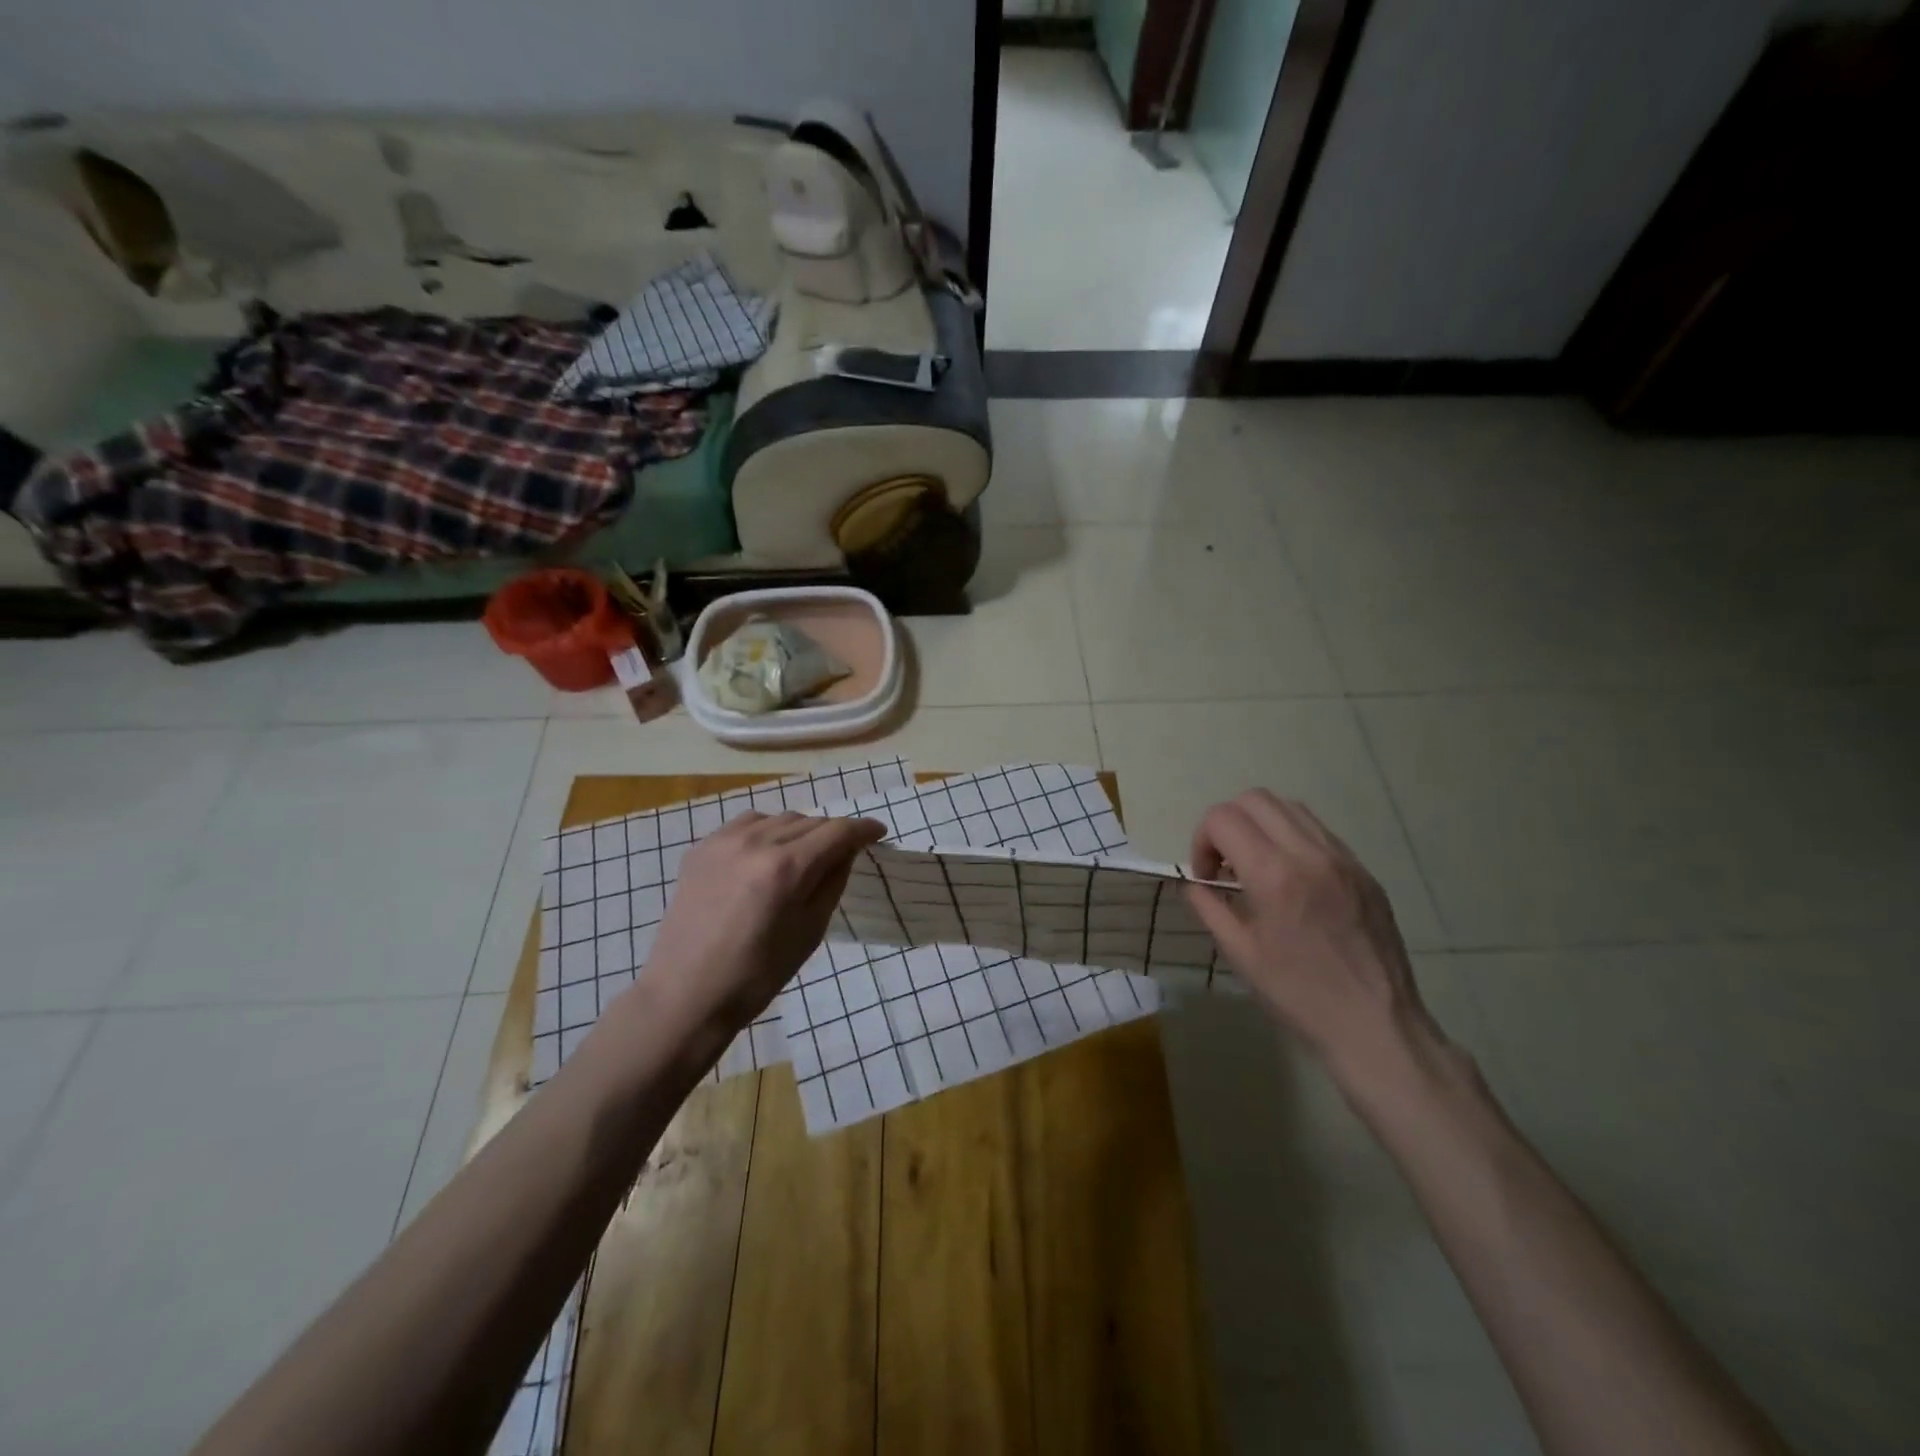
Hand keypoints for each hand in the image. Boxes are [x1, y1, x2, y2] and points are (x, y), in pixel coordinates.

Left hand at [641, 811, 885, 1043]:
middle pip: (809, 821)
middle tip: (843, 854)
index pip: (837, 831)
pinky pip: (746, 825)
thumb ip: (833, 881)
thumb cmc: (758, 974)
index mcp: (787, 867)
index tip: (878, 832)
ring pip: (778, 818)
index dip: (863, 829)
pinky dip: (766, 832)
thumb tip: (848, 850)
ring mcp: (724, 842)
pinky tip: (766, 854)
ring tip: (804, 854)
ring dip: (800, 830)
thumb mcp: (811, 930)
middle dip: (832, 834)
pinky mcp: (701, 849)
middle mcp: (756, 842)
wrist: (687, 994)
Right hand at [1183, 790, 1451, 1096]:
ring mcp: (1343, 858)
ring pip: (1290, 808)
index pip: (1223, 818)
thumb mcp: (1239, 952)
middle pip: (1255, 799)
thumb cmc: (1298, 994)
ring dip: (1260, 825)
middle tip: (1225, 864)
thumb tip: (1192, 882)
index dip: (1202, 841)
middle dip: (1227, 823)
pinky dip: (1291, 839)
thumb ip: (1207, 906)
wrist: (1375, 1025)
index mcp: (1274, 874)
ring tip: (1256, 867)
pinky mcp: (1363, 871)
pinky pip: (1319, 832)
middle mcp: (1310, 853)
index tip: (1206, 877)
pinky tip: (1290, 879)